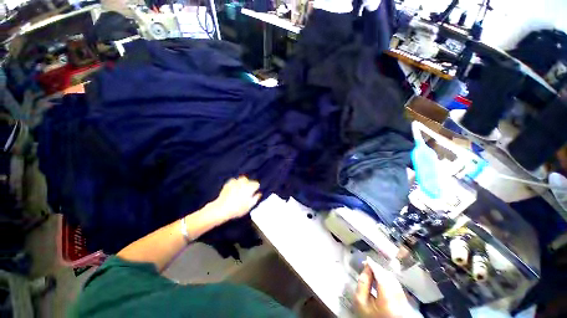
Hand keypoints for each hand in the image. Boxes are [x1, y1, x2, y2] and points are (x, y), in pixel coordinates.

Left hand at [209, 176, 261, 223]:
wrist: (221, 208)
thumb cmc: (238, 208)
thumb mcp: (250, 206)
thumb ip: (256, 198)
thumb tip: (259, 193)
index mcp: (250, 187)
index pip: (257, 184)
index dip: (256, 188)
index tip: (254, 193)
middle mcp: (243, 182)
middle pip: (249, 180)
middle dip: (249, 184)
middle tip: (247, 192)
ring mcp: (235, 181)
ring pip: (241, 179)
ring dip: (242, 183)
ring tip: (240, 189)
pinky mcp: (228, 183)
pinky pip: (234, 181)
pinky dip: (235, 183)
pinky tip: (234, 189)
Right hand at [355, 262, 410, 317]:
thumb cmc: (368, 314)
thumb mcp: (361, 300)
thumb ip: (362, 283)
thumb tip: (366, 267)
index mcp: (387, 299)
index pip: (381, 277)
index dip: (374, 266)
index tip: (367, 259)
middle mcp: (399, 299)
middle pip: (389, 278)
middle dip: (378, 269)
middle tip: (368, 264)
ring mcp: (404, 300)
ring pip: (393, 280)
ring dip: (383, 273)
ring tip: (373, 270)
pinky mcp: (405, 301)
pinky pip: (396, 285)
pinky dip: (388, 279)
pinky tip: (381, 278)